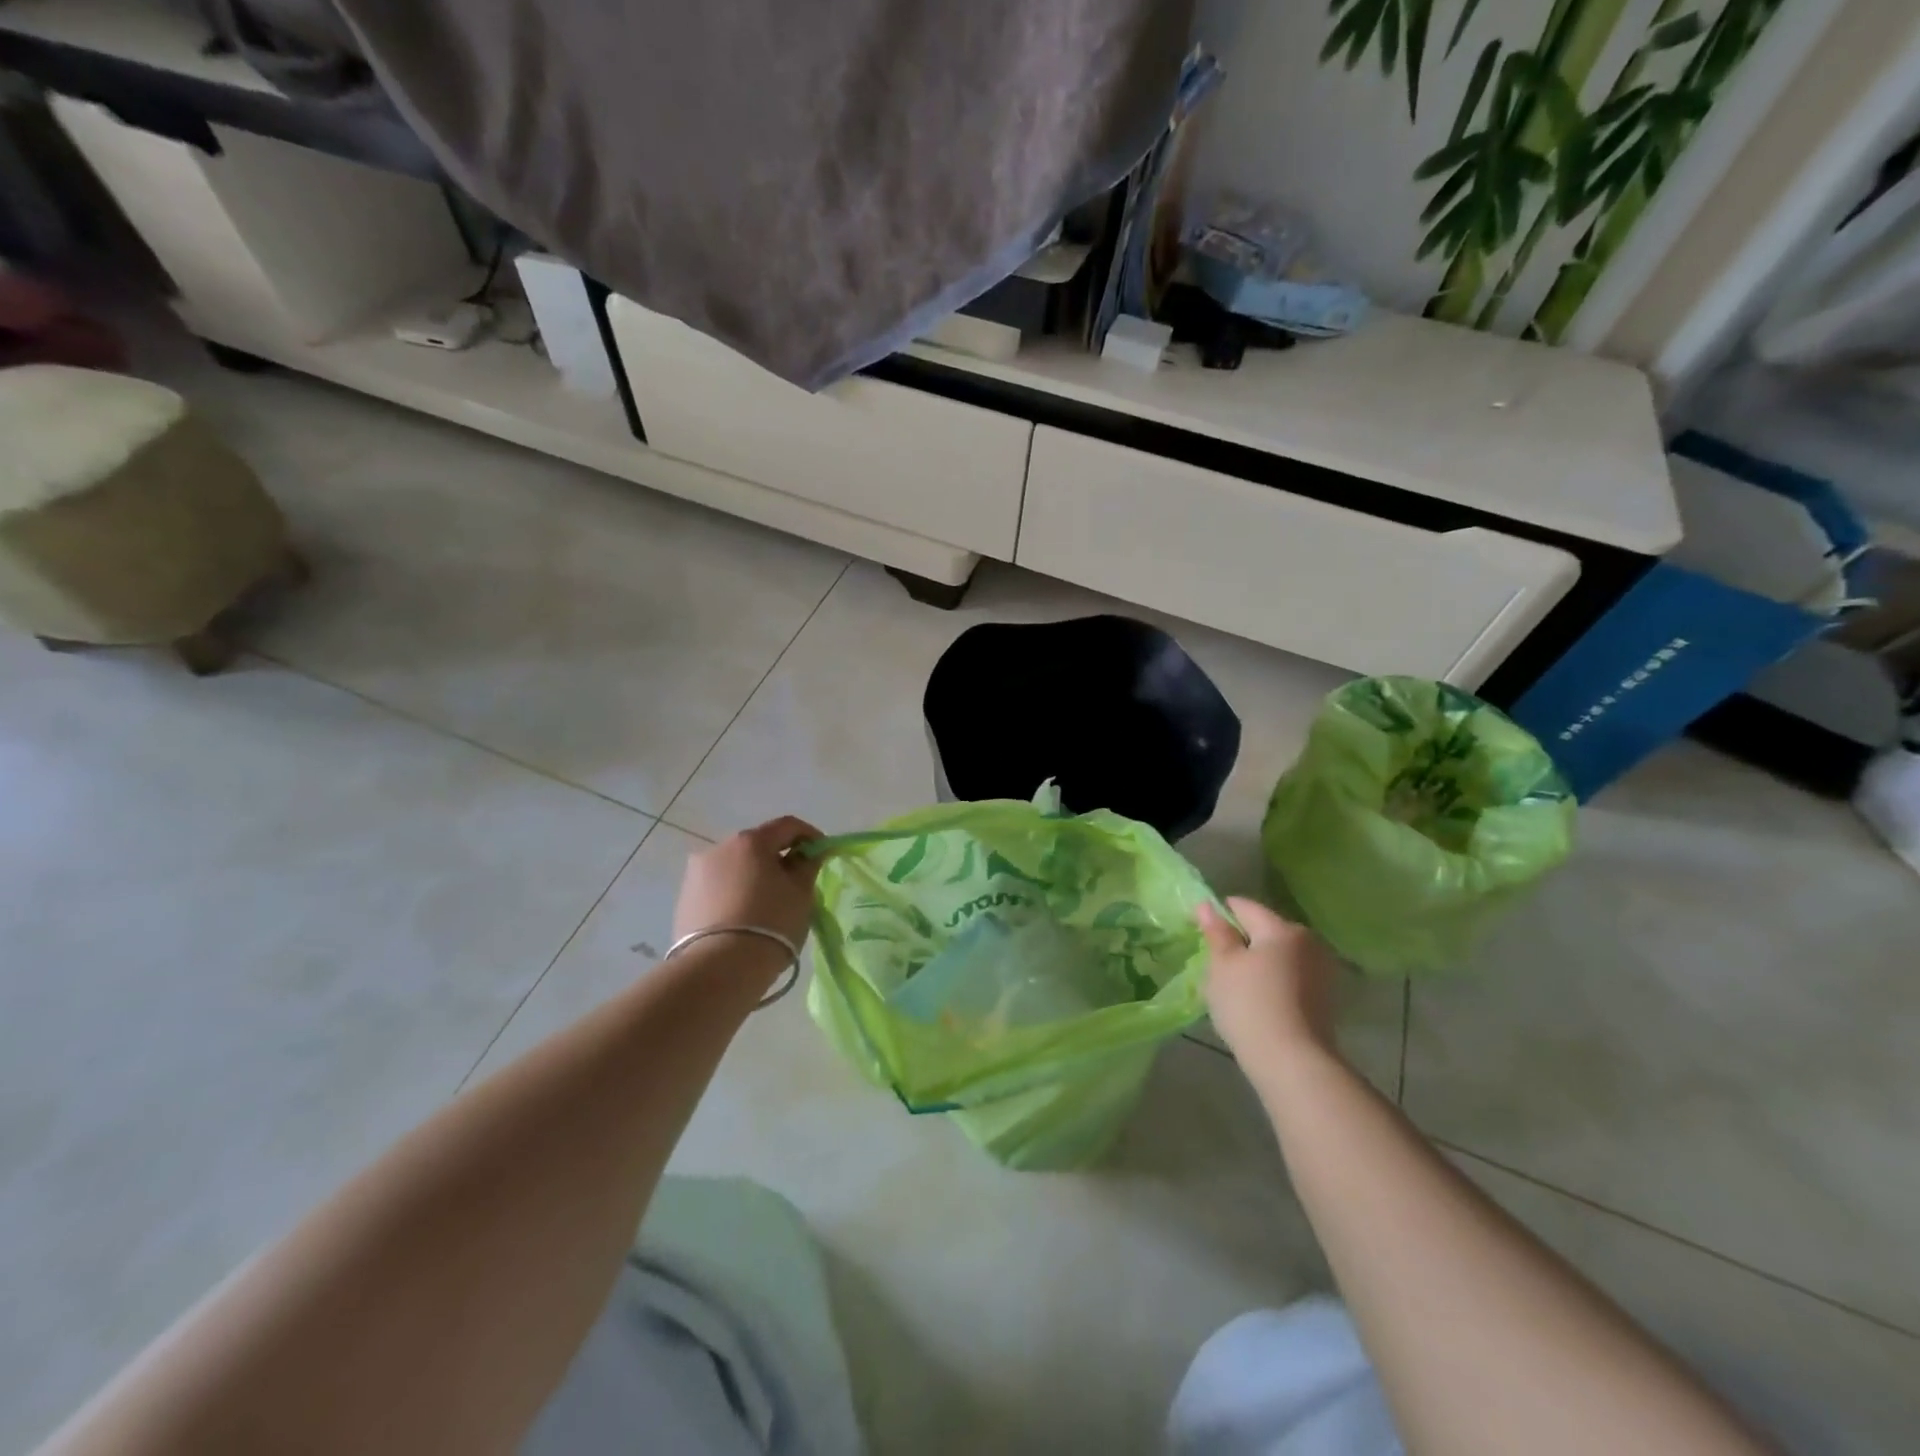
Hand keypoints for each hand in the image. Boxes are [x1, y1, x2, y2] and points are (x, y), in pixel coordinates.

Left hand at [673, 816, 824, 951]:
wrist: (720, 968)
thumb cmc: (771, 923)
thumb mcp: (801, 893)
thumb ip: (807, 866)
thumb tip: (807, 854)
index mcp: (750, 841)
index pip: (787, 826)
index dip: (810, 835)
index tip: (823, 853)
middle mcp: (718, 848)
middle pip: (757, 845)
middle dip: (778, 858)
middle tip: (796, 881)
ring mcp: (696, 874)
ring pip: (735, 867)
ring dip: (753, 876)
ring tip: (767, 904)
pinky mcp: (684, 900)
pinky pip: (718, 888)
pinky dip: (734, 894)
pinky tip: (744, 918)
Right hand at [1197, 897, 1341, 1070]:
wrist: (1293, 1063)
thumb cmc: (1250, 1005)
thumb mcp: (1223, 964)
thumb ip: (1216, 932)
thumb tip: (1207, 905)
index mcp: (1283, 929)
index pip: (1244, 907)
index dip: (1219, 914)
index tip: (1200, 930)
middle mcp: (1309, 943)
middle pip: (1265, 930)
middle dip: (1240, 940)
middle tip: (1215, 962)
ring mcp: (1321, 972)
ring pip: (1278, 955)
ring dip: (1257, 963)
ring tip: (1234, 985)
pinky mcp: (1325, 999)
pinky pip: (1290, 977)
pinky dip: (1272, 981)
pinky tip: (1256, 1001)